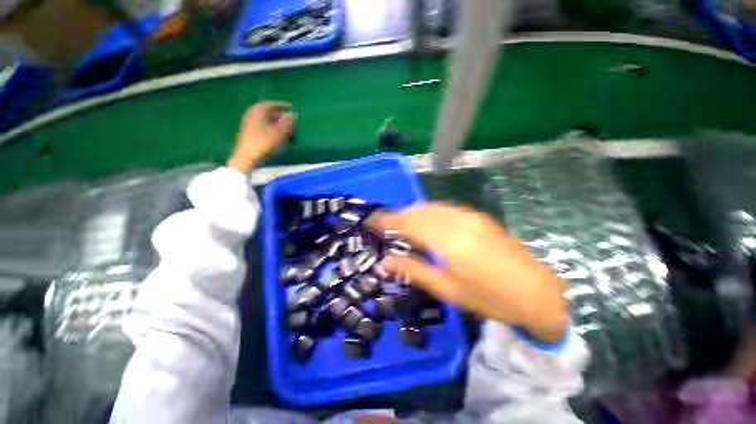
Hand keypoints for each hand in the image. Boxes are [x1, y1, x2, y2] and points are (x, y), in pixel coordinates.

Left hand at [227, 101, 294, 173]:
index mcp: (257, 110)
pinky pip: (264, 125)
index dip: (283, 105)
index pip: (272, 104)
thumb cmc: (262, 142)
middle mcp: (252, 113)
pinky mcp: (250, 131)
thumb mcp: (278, 132)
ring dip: (277, 122)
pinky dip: (272, 127)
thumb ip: (287, 122)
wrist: (246, 156)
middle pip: (269, 111)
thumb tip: (294, 114)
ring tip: (287, 128)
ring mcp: (250, 122)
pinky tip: (279, 134)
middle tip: (291, 119)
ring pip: (267, 119)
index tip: (292, 107)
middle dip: (281, 115)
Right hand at [367, 203, 566, 342]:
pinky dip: (428, 213)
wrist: (536, 292)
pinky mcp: (477, 216)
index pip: (407, 223)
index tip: (370, 221)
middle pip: (417, 211)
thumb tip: (385, 262)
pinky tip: (426, 225)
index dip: (386, 220)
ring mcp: (469, 216)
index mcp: (447, 241)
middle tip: (384, 227)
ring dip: (412, 214)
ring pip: (430, 207)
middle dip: (397, 216)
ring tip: (401, 227)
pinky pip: (443, 209)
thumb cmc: (488, 298)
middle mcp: (456, 221)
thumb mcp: (447, 289)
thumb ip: (414, 270)